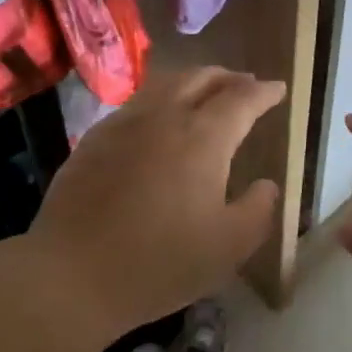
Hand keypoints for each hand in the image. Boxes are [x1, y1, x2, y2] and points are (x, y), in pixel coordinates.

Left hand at [32, 69, 285, 337]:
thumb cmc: (159, 262)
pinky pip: (137, 103)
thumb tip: (267, 184)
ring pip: (166, 84)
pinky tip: (158, 120)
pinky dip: (161, 99)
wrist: (72, 274)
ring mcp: (125, 123)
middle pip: (202, 78)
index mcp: (203, 137)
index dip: (264, 92)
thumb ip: (258, 210)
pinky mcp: (95, 137)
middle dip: (229, 77)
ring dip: (194, 81)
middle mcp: (165, 116)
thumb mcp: (228, 247)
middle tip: (245, 85)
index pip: (242, 99)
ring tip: (205, 93)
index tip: (279, 88)